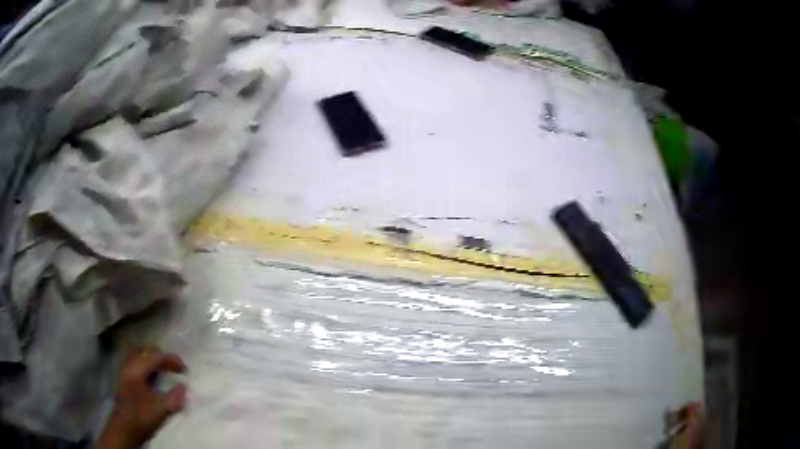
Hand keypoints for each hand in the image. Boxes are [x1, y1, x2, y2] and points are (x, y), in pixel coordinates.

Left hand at [96, 347, 187, 448]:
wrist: (124, 429)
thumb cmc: (141, 418)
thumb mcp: (160, 410)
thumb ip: (173, 398)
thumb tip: (184, 387)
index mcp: (136, 370)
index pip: (155, 356)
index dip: (171, 359)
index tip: (185, 370)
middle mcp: (128, 365)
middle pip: (146, 351)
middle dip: (162, 357)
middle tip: (175, 369)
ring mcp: (124, 370)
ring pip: (139, 355)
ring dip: (153, 360)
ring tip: (164, 370)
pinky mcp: (124, 378)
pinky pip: (135, 362)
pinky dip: (146, 364)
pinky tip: (152, 377)